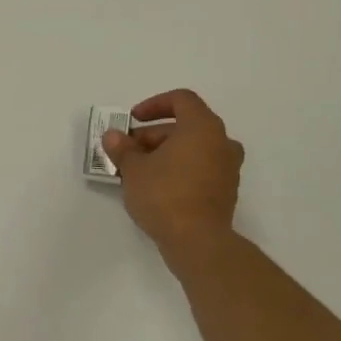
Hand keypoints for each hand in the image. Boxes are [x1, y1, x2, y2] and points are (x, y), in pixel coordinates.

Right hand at [103, 89, 244, 263]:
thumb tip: (113, 136)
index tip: (132, 120)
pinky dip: (179, 168)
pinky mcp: (226, 191)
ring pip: (193, 148)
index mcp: (202, 128)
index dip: (154, 104)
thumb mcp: (133, 169)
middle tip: (127, 151)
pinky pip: (200, 168)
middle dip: (153, 135)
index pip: (181, 100)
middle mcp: (221, 142)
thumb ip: (122, 148)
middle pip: (185, 126)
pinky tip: (156, 187)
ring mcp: (228, 168)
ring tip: (138, 170)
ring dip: (165, 153)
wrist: (197, 241)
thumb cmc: (164, 195)